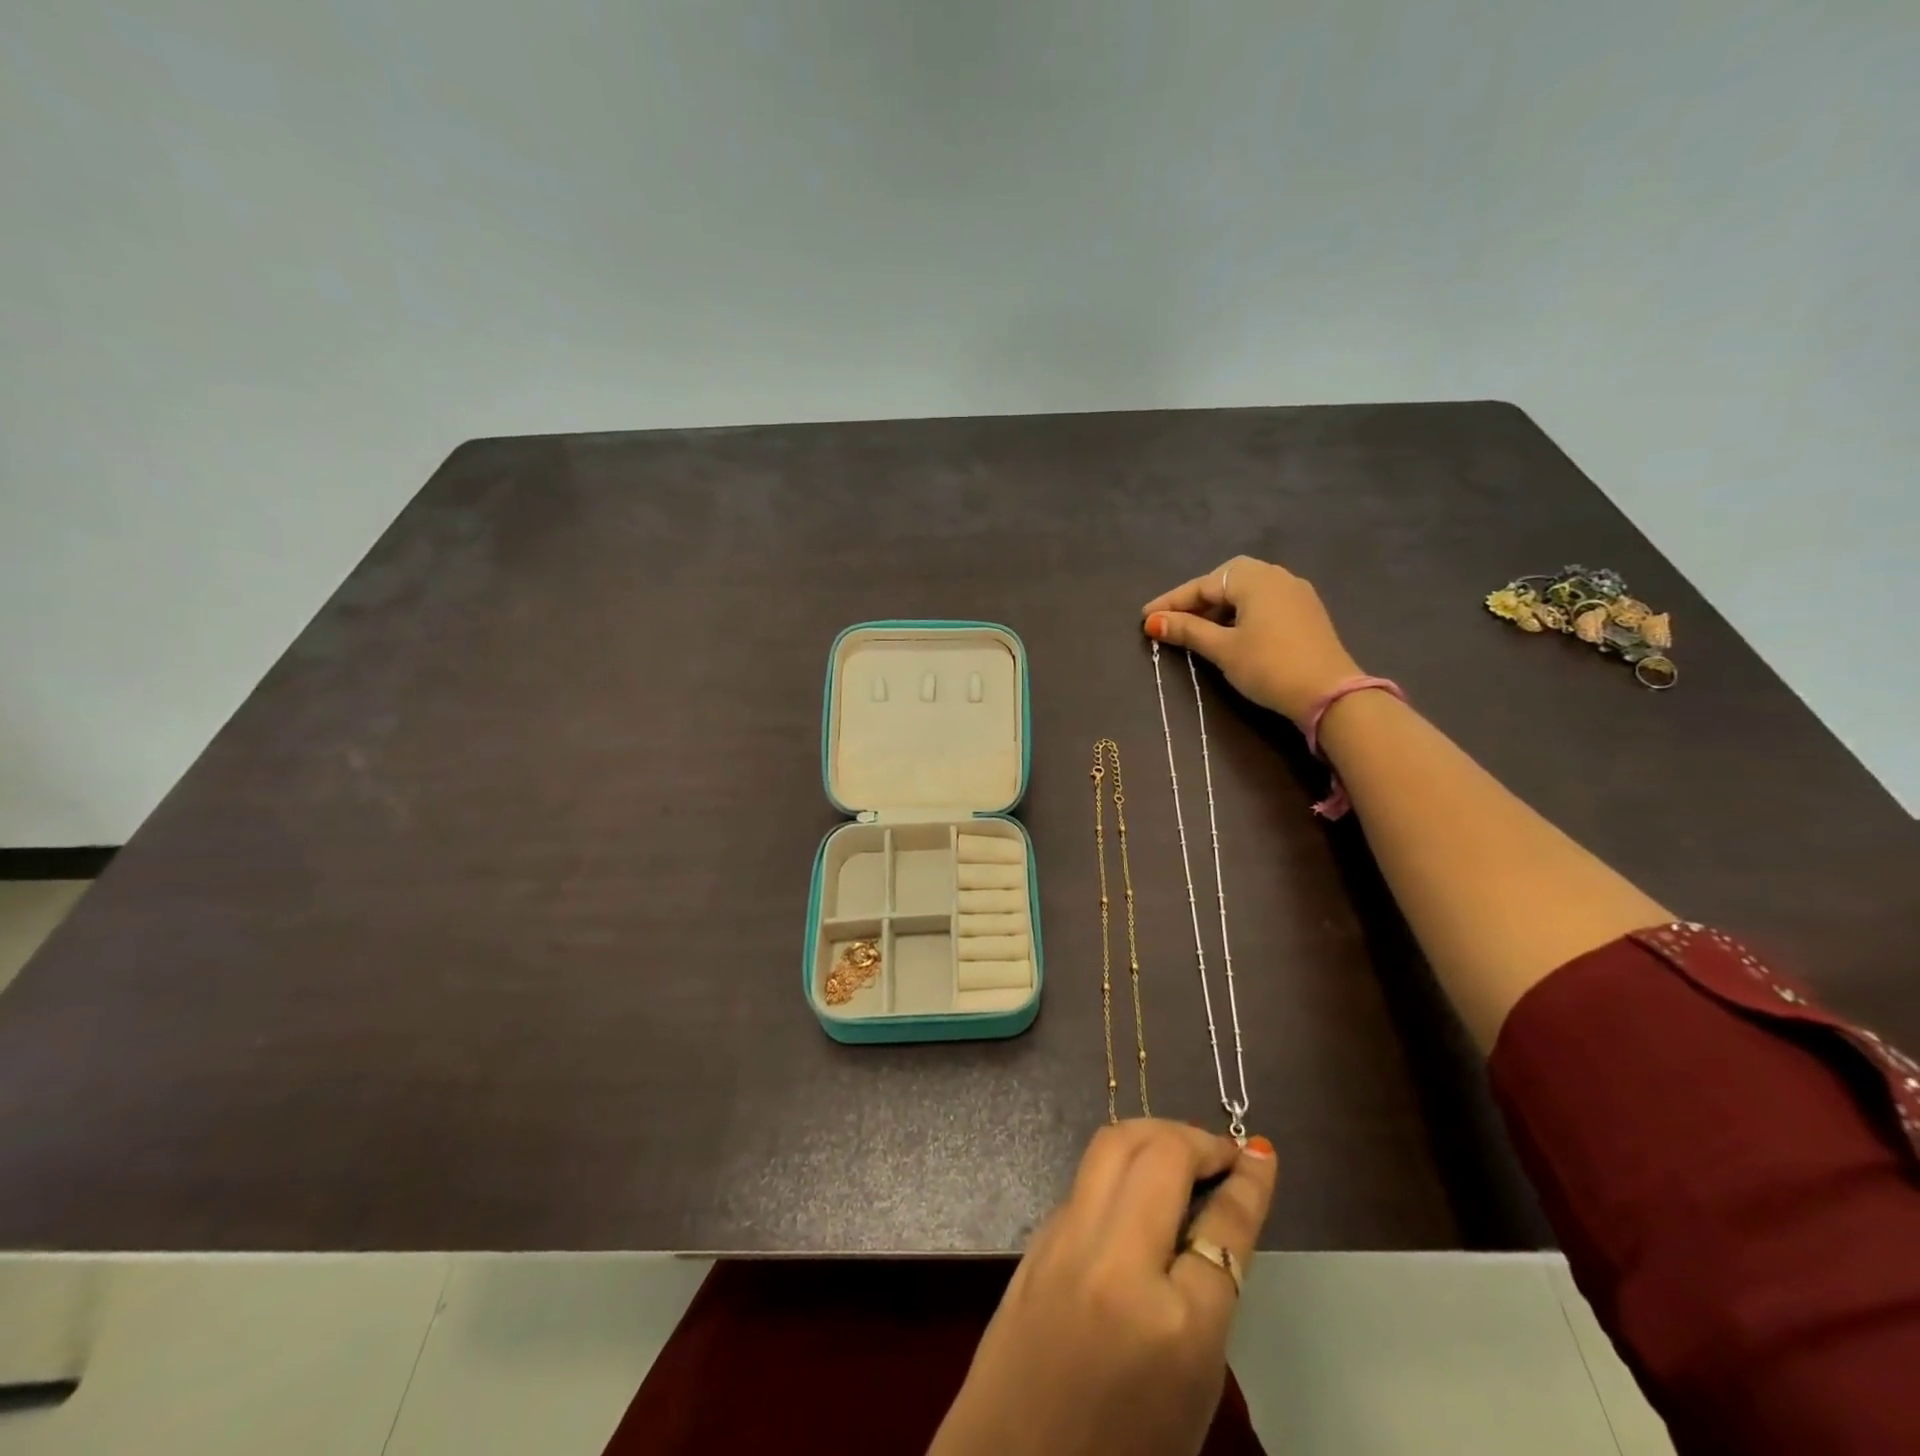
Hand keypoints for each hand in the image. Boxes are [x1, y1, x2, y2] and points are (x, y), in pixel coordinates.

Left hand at [930, 1121, 1277, 1455]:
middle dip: (1199, 1141)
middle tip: (1221, 1153)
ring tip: (1182, 1151)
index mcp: (1175, 1327)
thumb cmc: (1127, 1451)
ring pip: (1115, 1145)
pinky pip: (1088, 1178)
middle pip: (1163, 1157)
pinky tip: (1137, 1184)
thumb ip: (1209, 1294)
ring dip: (1156, 1134)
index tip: (1260, 1153)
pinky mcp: (1038, 1236)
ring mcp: (1068, 1241)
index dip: (1249, 1183)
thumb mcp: (1195, 1387)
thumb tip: (1217, 1213)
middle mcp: (1117, 1265)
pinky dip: (1121, 1164)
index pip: (1223, 1226)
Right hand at [1144, 557, 1362, 725]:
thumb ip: (1187, 631)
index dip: (1172, 602)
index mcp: (1254, 579)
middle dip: (1197, 599)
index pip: (1203, 585)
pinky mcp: (1306, 613)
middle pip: (1226, 581)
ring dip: (1219, 607)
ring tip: (1197, 630)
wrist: (1329, 694)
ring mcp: (1296, 593)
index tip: (1145, 618)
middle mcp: (1276, 576)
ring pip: (1246, 591)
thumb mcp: (1222, 649)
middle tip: (1174, 620)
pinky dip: (1241, 613)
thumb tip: (1152, 622)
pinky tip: (1231, 633)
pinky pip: (1264, 602)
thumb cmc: (1268, 666)